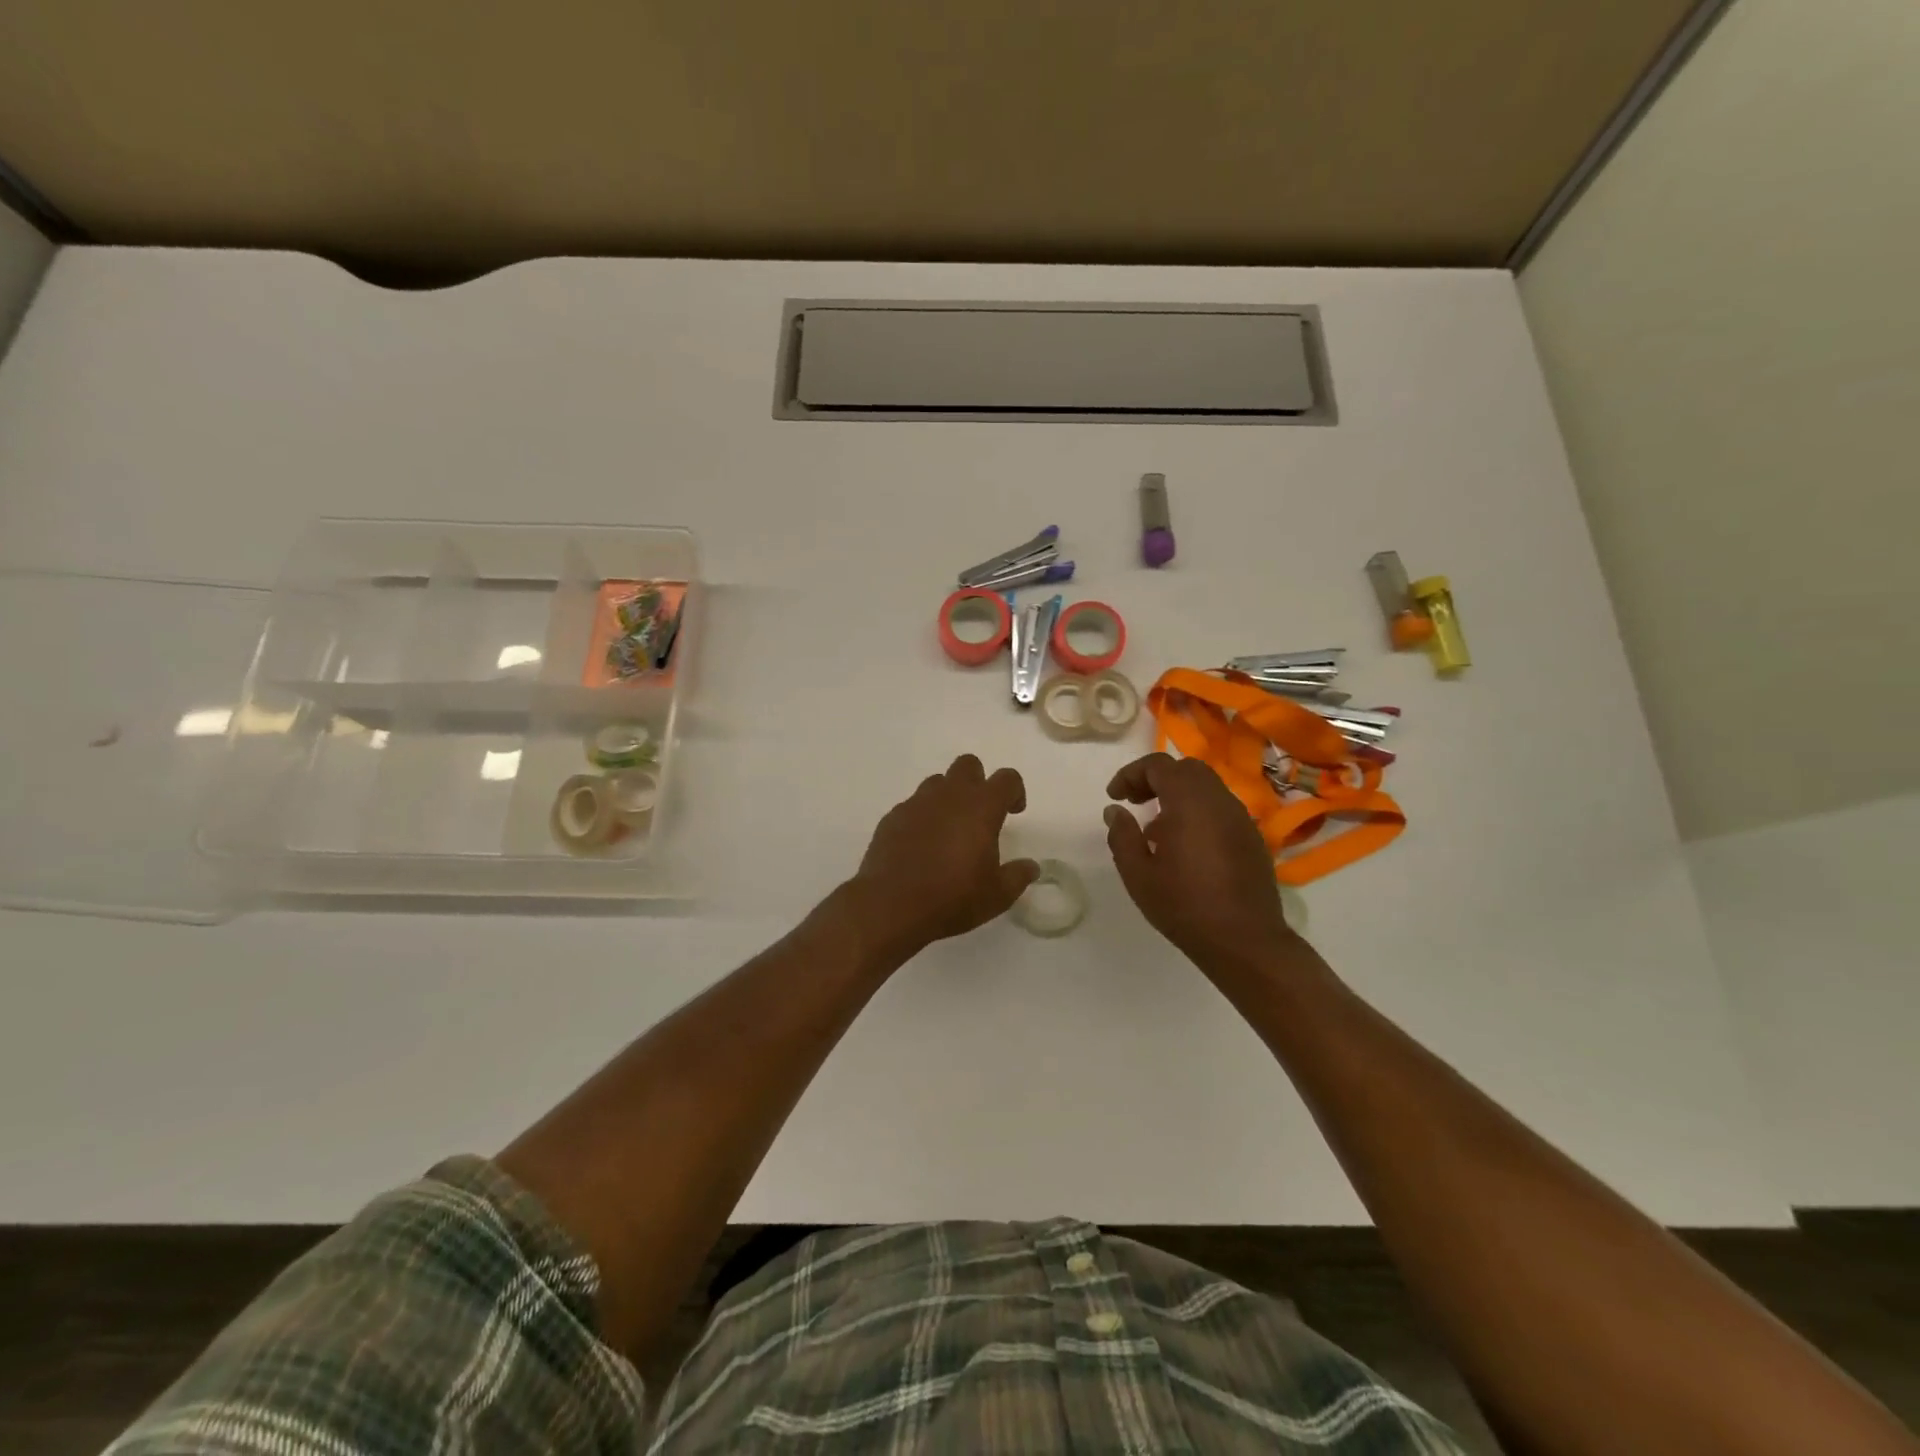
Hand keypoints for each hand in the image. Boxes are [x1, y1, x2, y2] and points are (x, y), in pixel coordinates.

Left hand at [849, 755, 1040, 955]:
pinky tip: (921, 846)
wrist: (890, 906)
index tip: (1014, 812)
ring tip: (949, 831)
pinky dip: (922, 817)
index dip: (1015, 791)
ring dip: (948, 797)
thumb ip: (1018, 876)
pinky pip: (912, 806)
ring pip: (937, 782)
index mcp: (981, 807)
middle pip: (968, 765)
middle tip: (980, 815)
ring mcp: (916, 803)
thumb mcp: (997, 895)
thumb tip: (1031, 867)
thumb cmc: (953, 898)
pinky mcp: (892, 817)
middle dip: (978, 782)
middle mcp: (949, 796)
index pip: (1006, 778)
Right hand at [1104, 752, 1295, 972]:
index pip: (1159, 765)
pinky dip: (1198, 812)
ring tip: (1156, 828)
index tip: (1115, 797)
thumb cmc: (1184, 906)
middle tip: (1135, 801)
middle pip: (1187, 769)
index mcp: (1189, 802)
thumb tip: (1115, 811)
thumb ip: (1122, 835)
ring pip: (1207, 788)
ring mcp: (1241, 818)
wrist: (1245, 941)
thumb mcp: (1138, 874)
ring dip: (1178, 795)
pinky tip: (1185, 846)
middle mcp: (1219, 801)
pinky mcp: (1252, 838)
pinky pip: (1221, 809)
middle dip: (1157, 778)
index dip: (1131, 774)